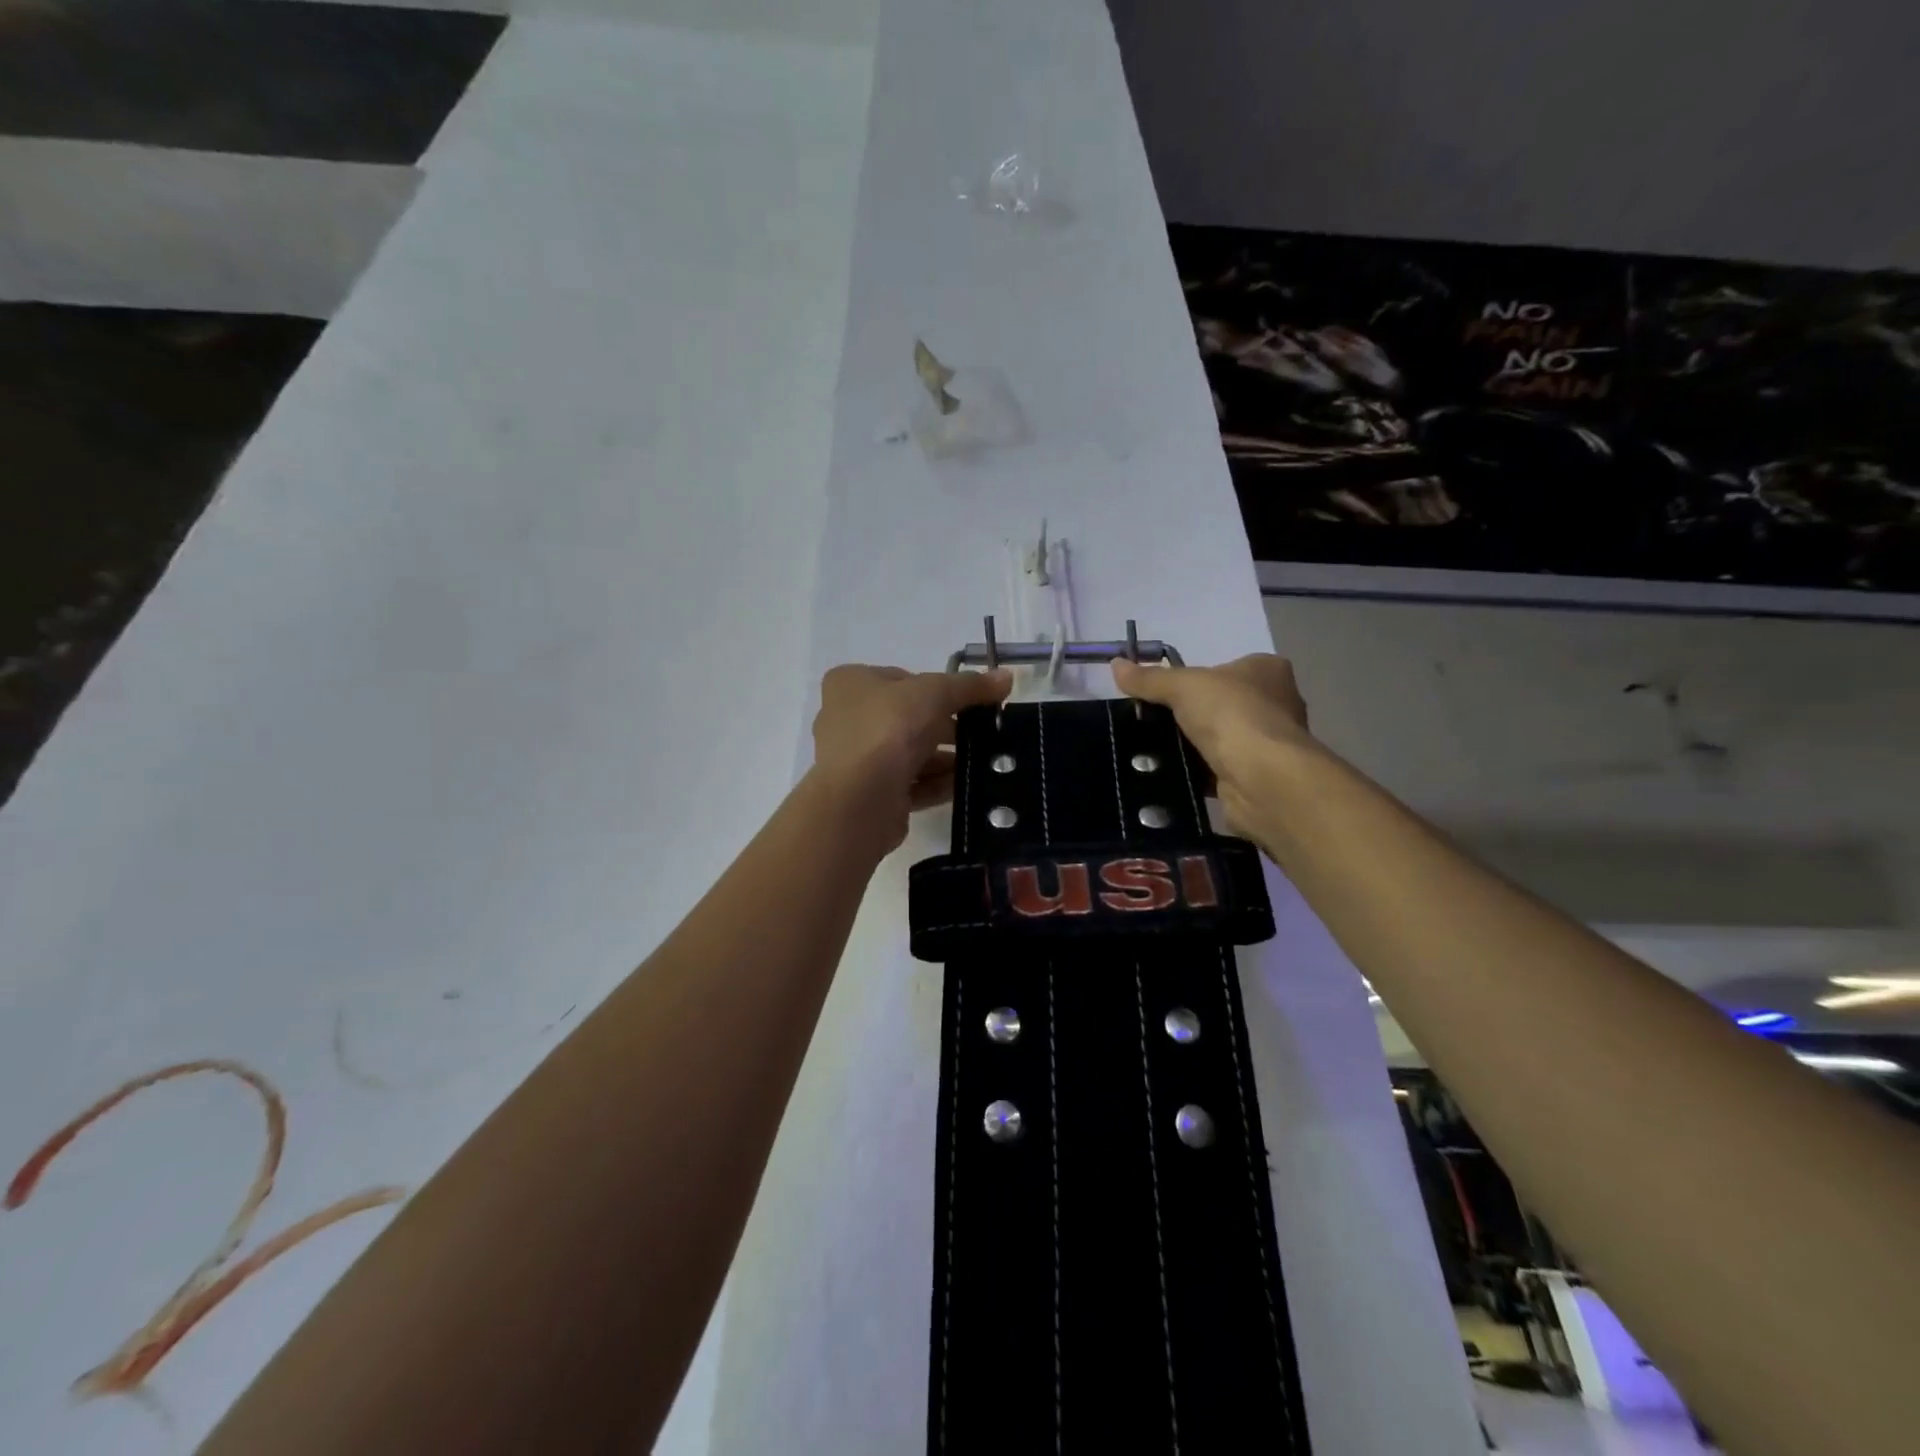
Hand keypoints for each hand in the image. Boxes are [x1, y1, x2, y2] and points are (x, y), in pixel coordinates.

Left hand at [809, 664, 1012, 851]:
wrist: (860, 798)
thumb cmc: (889, 729)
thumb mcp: (935, 692)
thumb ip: (970, 686)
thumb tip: (1005, 677)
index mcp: (852, 683)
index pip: (903, 679)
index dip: (938, 687)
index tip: (970, 701)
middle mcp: (848, 718)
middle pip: (908, 717)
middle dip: (946, 727)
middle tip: (982, 733)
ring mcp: (857, 760)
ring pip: (911, 753)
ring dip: (945, 758)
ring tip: (982, 762)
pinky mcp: (870, 795)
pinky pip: (910, 784)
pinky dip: (937, 784)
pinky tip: (965, 786)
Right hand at [1110, 654, 1313, 838]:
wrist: (1262, 779)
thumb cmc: (1231, 715)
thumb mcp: (1182, 686)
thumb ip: (1149, 679)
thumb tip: (1116, 664)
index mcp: (1268, 670)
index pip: (1227, 668)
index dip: (1196, 678)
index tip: (1163, 693)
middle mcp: (1276, 703)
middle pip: (1221, 704)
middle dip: (1190, 714)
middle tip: (1151, 721)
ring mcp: (1268, 744)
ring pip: (1219, 739)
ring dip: (1192, 745)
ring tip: (1152, 749)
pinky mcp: (1257, 777)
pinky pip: (1218, 770)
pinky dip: (1196, 772)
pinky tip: (1170, 774)